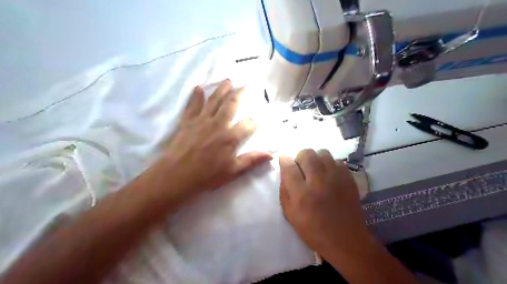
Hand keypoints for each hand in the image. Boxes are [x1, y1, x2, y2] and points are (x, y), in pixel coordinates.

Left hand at [156, 80, 270, 197]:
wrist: (176, 175)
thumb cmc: (206, 175)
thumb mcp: (232, 171)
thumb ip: (252, 160)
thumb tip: (271, 154)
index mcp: (231, 137)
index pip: (248, 124)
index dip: (254, 122)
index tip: (255, 122)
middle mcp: (218, 124)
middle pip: (232, 104)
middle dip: (240, 94)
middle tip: (245, 85)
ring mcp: (202, 120)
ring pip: (214, 100)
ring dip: (222, 89)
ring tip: (228, 81)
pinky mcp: (188, 121)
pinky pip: (193, 105)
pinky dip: (196, 96)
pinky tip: (198, 88)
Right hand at [279, 150, 372, 259]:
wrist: (346, 239)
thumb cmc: (313, 230)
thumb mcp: (290, 214)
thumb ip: (284, 191)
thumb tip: (285, 171)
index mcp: (301, 194)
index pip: (289, 166)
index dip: (284, 159)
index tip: (284, 159)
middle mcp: (318, 181)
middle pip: (306, 153)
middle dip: (299, 157)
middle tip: (301, 167)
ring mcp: (336, 178)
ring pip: (322, 152)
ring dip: (315, 158)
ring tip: (315, 169)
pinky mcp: (349, 178)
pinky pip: (336, 160)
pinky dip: (329, 164)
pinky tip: (329, 175)